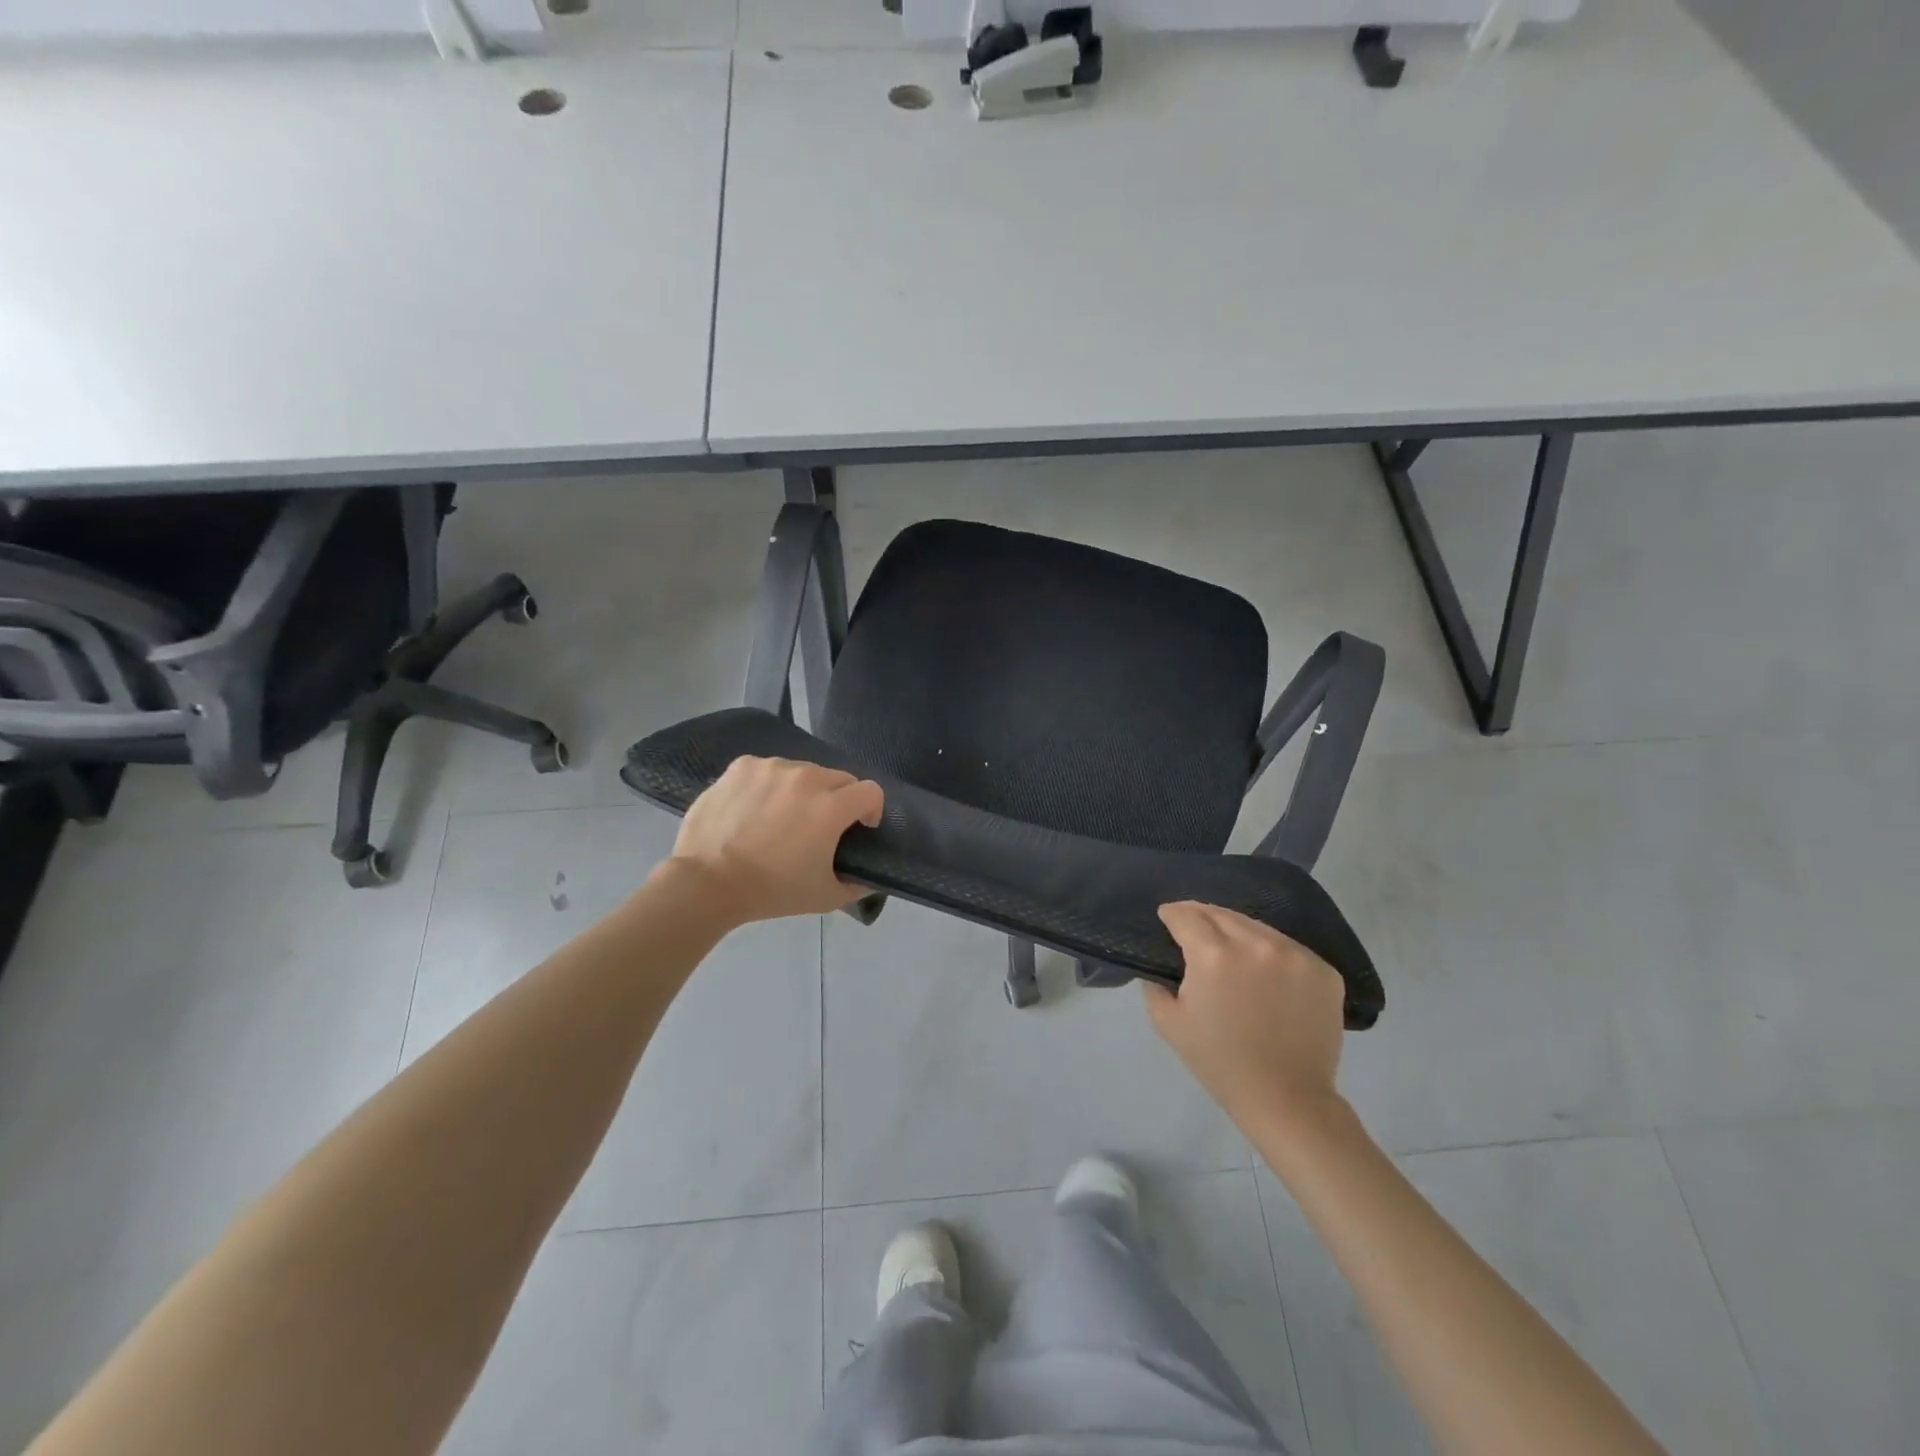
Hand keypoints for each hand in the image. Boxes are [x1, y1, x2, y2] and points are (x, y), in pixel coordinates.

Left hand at [665, 757, 882, 921]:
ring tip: (782, 817)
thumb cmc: (771, 890)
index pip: (871, 791)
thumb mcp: (825, 897)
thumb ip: (856, 885)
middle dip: (839, 799)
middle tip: (820, 827)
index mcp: (831, 806)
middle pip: (839, 778)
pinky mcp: (742, 766)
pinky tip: (754, 808)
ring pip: (803, 771)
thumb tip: (866, 877)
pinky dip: (770, 785)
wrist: (706, 883)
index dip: (871, 810)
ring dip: (803, 790)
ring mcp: (771, 767)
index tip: (858, 828)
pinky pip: (769, 770)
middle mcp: (806, 777)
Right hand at [1144, 902, 1347, 1133]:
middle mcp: (1256, 944)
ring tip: (1230, 949)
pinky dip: (1272, 954)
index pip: (1187, 916)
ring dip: (1238, 932)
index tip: (1166, 917)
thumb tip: (1159, 965)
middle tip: (1193, 928)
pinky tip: (1265, 972)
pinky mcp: (1323, 970)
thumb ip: (1155, 986)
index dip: (1172, 914)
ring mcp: (1295, 955)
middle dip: (1202, 917)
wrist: (1288, 1100)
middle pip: (1222, 914)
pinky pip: (1289, 949)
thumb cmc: (1220, 1063)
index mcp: (1214, 955)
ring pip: (1258, 928)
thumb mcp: (1169, 1024)